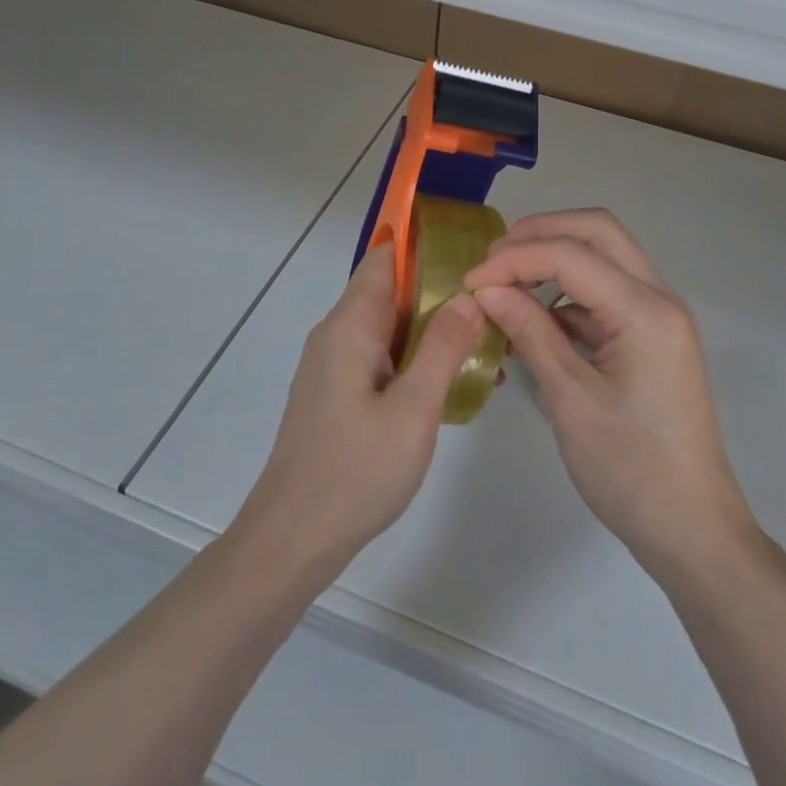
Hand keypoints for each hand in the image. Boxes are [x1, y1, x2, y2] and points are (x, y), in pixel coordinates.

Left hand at [235, 244, 484, 578]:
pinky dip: (414, 361)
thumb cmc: (356, 470)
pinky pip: (380, 359)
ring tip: (484, 348)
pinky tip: (450, 386)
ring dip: (431, 332)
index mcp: (350, 325)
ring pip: (388, 329)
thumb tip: (468, 295)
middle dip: (439, 294)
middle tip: (492, 308)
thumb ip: (442, 347)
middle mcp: (337, 335)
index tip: (470, 253)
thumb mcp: (414, 409)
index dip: (424, 247)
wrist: (293, 539)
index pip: (385, 259)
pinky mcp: (336, 393)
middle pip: (390, 292)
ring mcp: (333, 365)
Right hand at [464, 209, 753, 578]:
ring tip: (507, 285)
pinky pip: (607, 292)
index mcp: (645, 310)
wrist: (693, 532)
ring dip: (556, 258)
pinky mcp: (652, 336)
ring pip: (604, 256)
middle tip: (494, 260)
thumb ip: (529, 332)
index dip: (514, 259)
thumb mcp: (570, 399)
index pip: (570, 254)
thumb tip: (486, 288)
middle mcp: (659, 298)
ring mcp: (659, 316)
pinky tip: (536, 320)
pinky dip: (569, 293)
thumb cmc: (631, 470)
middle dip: (541, 234)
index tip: (470, 281)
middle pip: (597, 231)